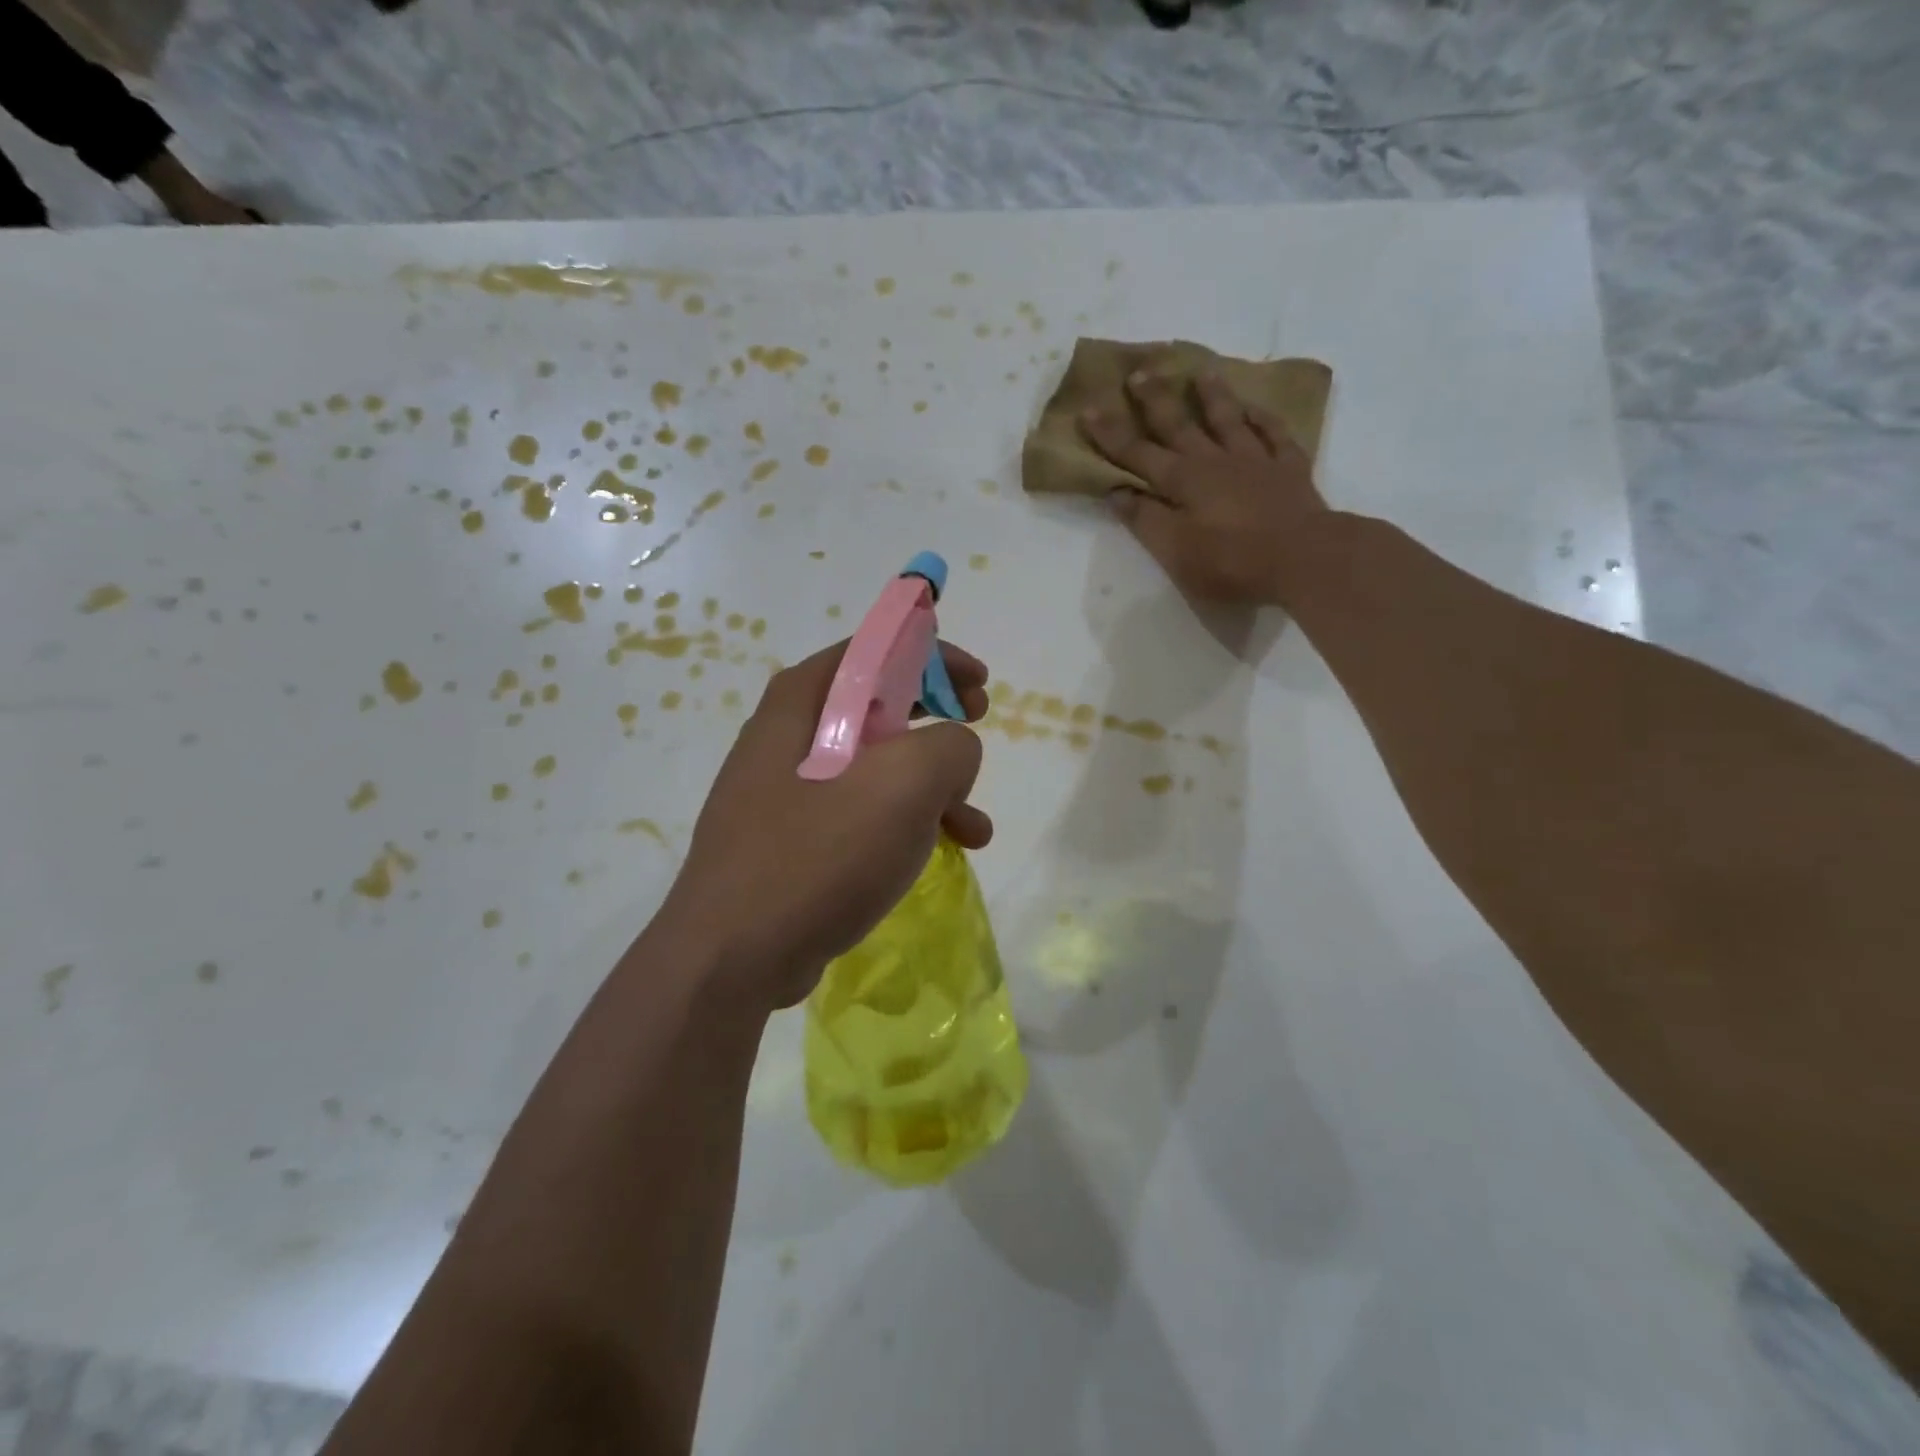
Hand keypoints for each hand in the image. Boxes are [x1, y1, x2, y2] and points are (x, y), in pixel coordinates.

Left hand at [659, 640, 991, 1011]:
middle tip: (978, 722)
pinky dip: (903, 824)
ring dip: (931, 786)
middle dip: (937, 716)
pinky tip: (938, 853)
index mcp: (802, 703)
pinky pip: (859, 813)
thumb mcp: (904, 784)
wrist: (733, 957)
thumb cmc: (818, 853)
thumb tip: (952, 752)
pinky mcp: (792, 841)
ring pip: (874, 767)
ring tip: (973, 825)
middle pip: (877, 705)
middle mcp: (788, 737)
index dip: (934, 656)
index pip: (873, 650)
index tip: (979, 683)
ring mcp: (786, 792)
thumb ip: (950, 747)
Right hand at [1080, 368, 1327, 604]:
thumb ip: (1146, 520)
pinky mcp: (1290, 470)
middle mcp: (1215, 462)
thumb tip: (1118, 492)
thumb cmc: (1232, 563)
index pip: (1138, 454)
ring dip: (1212, 397)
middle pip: (1180, 426)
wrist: (1304, 560)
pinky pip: (1275, 435)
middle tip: (1139, 372)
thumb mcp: (1176, 552)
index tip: (1089, 409)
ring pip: (1228, 420)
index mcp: (1183, 482)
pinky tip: (1256, 408)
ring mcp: (1256, 461)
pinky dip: (1263, 419)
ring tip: (1201, 372)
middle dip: (1156, 401)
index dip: (1111, 435)